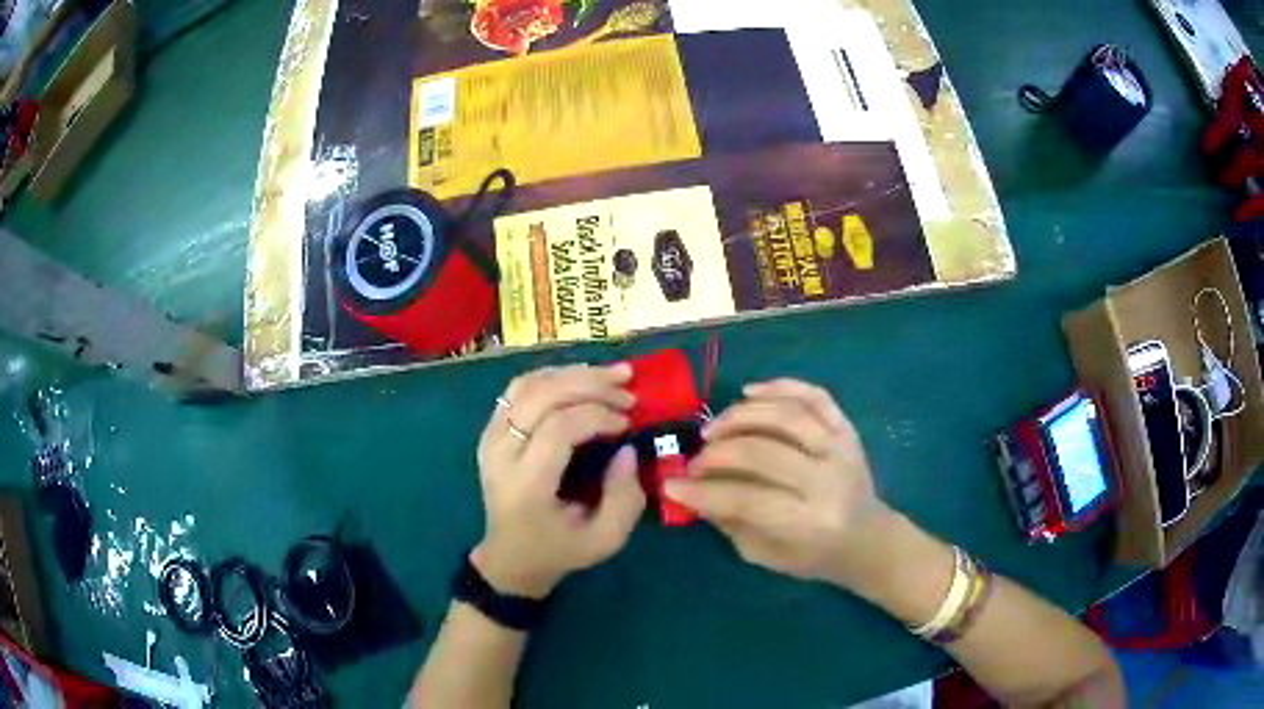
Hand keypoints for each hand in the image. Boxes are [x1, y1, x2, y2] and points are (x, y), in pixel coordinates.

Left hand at [473, 363, 646, 599]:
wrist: (510, 558)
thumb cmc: (558, 551)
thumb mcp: (604, 540)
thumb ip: (624, 498)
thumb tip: (628, 449)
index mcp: (525, 484)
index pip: (557, 428)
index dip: (597, 415)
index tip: (628, 423)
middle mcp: (500, 453)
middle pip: (541, 396)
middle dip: (590, 384)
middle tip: (628, 389)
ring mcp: (490, 437)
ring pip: (528, 384)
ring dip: (574, 373)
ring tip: (613, 375)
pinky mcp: (491, 429)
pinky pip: (520, 388)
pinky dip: (554, 376)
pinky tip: (582, 379)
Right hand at [663, 379, 891, 588]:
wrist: (868, 538)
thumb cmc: (813, 555)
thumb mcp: (765, 553)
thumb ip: (729, 520)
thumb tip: (690, 487)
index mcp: (808, 522)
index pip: (747, 499)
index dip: (703, 491)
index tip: (670, 484)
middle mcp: (828, 481)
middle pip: (764, 452)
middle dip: (718, 453)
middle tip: (694, 460)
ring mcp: (841, 449)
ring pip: (786, 416)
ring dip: (740, 417)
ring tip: (713, 428)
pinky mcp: (847, 430)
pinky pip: (815, 396)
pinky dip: (780, 387)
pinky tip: (749, 392)